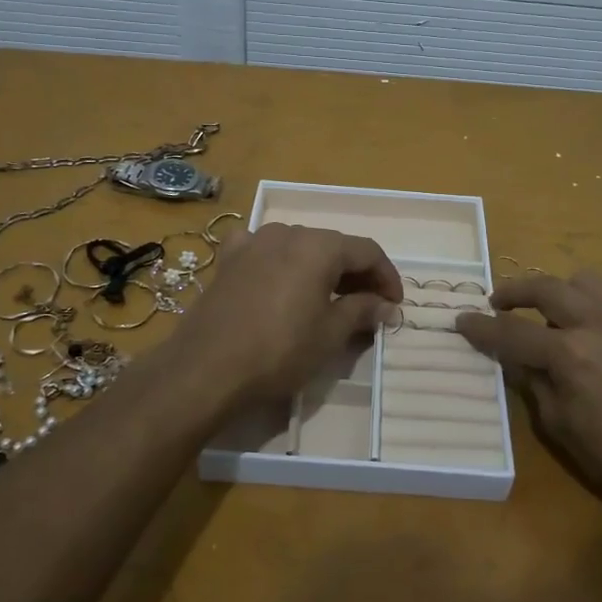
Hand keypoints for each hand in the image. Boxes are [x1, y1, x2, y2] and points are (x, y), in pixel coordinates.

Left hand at [162, 223, 402, 410]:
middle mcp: (287, 232)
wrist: (206, 368)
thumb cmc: (279, 351)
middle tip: (369, 306)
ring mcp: (253, 243)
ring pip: (299, 247)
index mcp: (319, 246)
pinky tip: (279, 279)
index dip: (387, 277)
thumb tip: (385, 305)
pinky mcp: (227, 260)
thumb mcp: (330, 334)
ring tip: (328, 298)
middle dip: (356, 274)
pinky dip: (279, 262)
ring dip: (320, 269)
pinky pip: (262, 250)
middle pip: (334, 246)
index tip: (395, 305)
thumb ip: (362, 311)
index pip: (367, 251)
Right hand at [456, 273, 601, 519]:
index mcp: (569, 354)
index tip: (462, 320)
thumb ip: (531, 381)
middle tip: (498, 302)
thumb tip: (511, 356)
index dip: (482, 326)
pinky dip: (592, 299)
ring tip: (550, 311)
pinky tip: (590, 322)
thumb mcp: (557, 424)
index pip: (512, 331)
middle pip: (545, 287)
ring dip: (558, 291)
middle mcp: (597, 322)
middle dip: (514, 291)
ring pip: (582, 280)